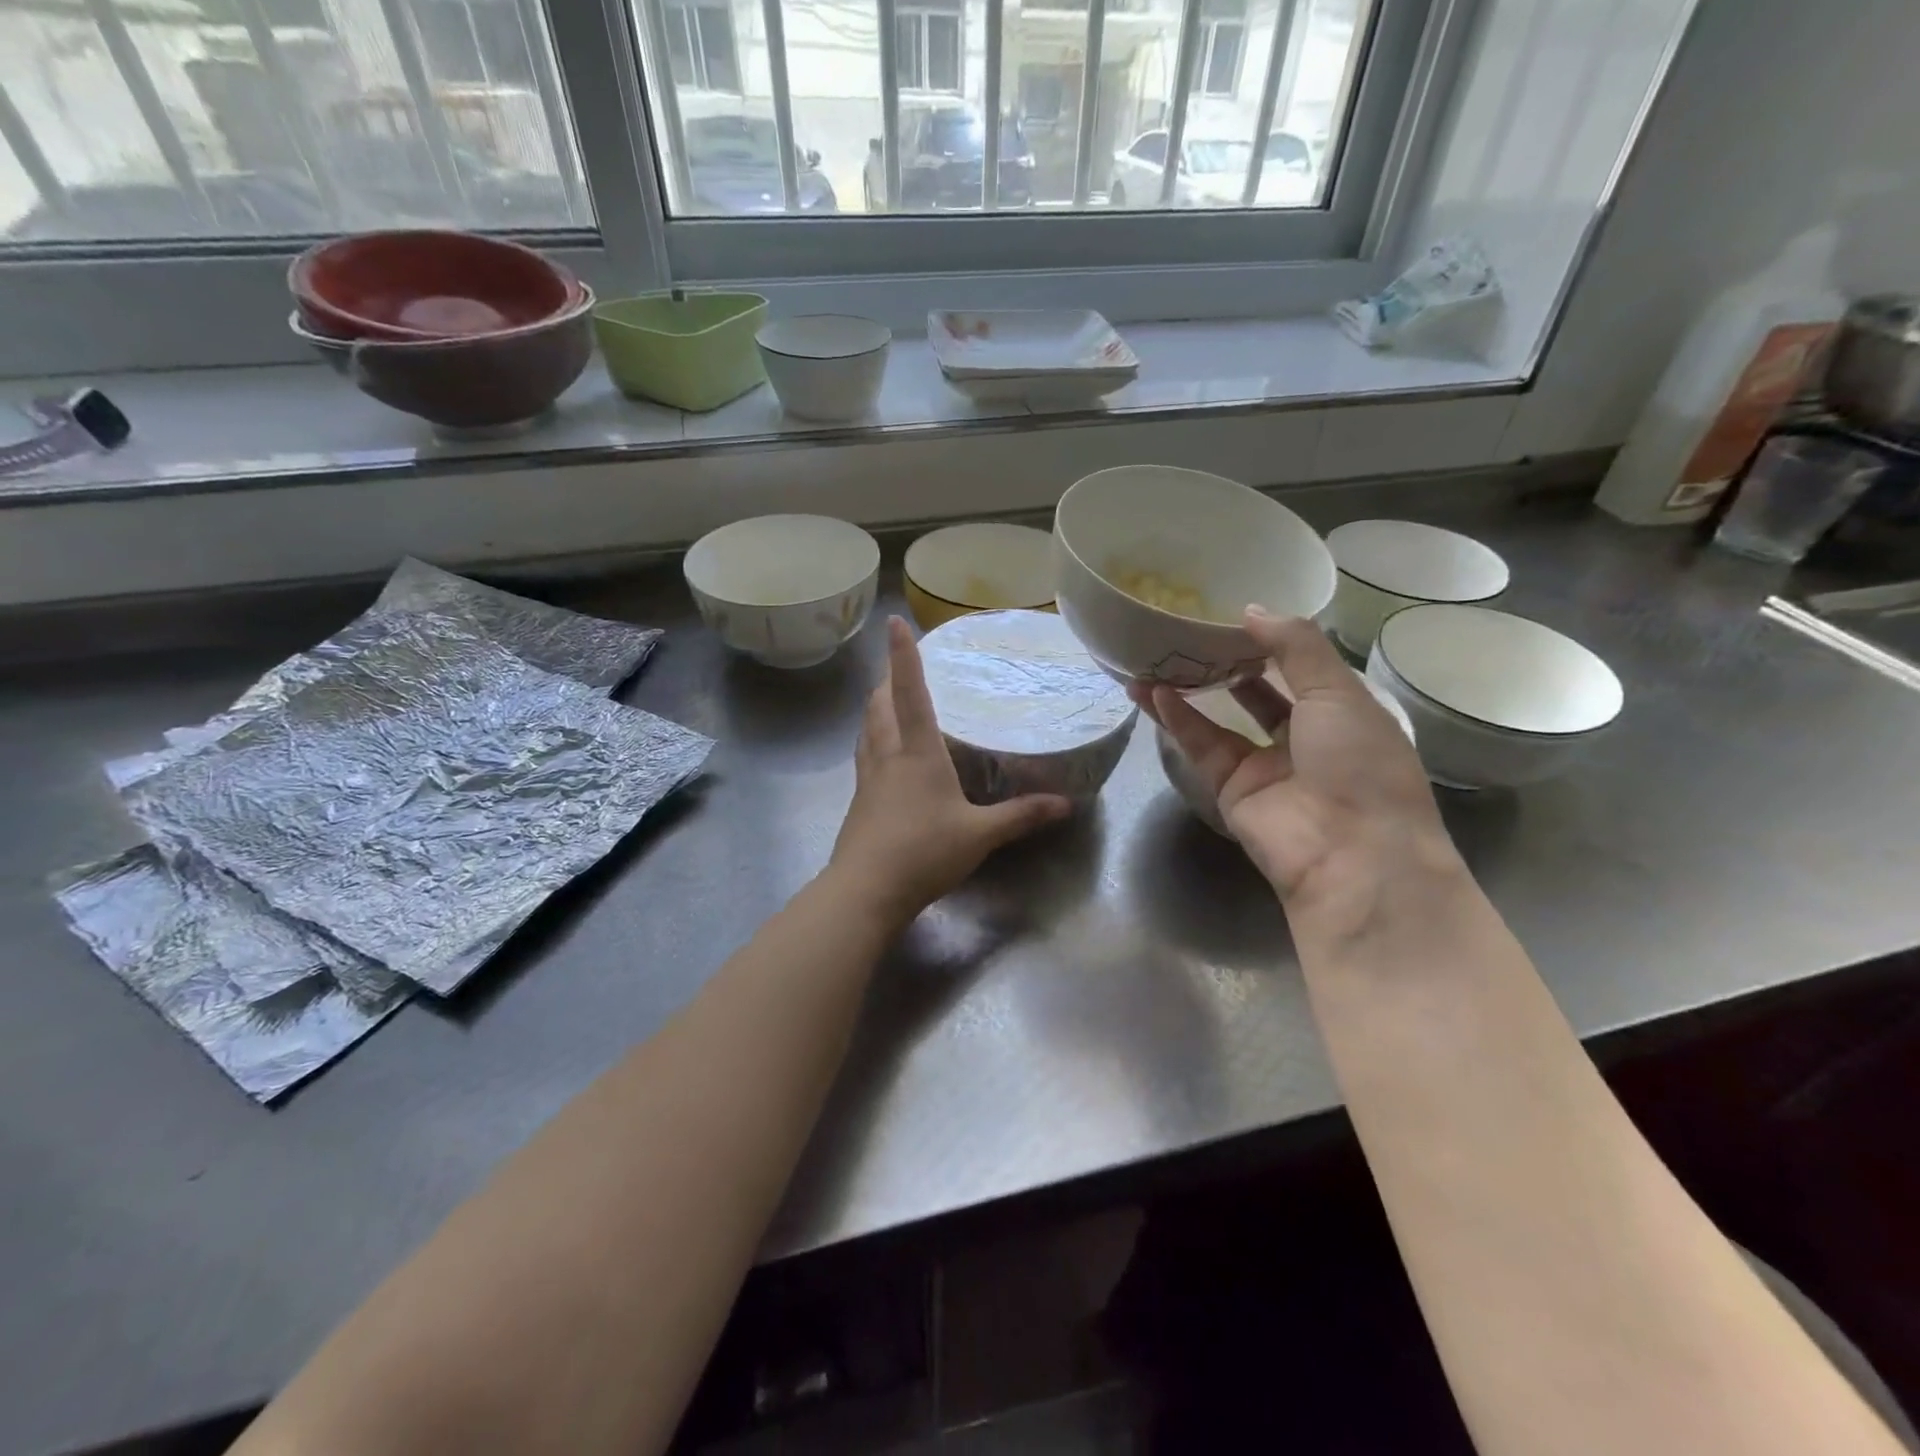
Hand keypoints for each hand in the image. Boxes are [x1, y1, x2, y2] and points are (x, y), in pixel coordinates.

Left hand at [829, 617, 1071, 929]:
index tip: (894, 623)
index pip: (909, 692)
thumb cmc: (923, 852)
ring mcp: (867, 779)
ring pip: (866, 730)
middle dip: (885, 680)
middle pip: (878, 706)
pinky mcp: (859, 802)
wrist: (865, 891)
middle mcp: (887, 756)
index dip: (903, 656)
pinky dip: (873, 740)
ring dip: (874, 708)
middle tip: (898, 667)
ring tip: (886, 700)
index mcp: (916, 752)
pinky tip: (883, 756)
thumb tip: (1066, 804)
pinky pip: (864, 756)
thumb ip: (1021, 816)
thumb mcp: (980, 834)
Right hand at [1136, 608, 1457, 930]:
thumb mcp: (1339, 692)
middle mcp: (1303, 738)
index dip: (1269, 642)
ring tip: (1155, 655)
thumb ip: (1296, 646)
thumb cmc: (1360, 764)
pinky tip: (1152, 690)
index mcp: (1343, 713)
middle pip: (1255, 693)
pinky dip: (1177, 718)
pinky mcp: (1230, 788)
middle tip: (1188, 632)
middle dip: (1225, 664)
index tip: (1233, 613)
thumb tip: (1252, 610)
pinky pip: (1201, 745)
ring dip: (1189, 689)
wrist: (1351, 856)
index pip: (1301, 668)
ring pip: (1219, 718)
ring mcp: (1264, 766)